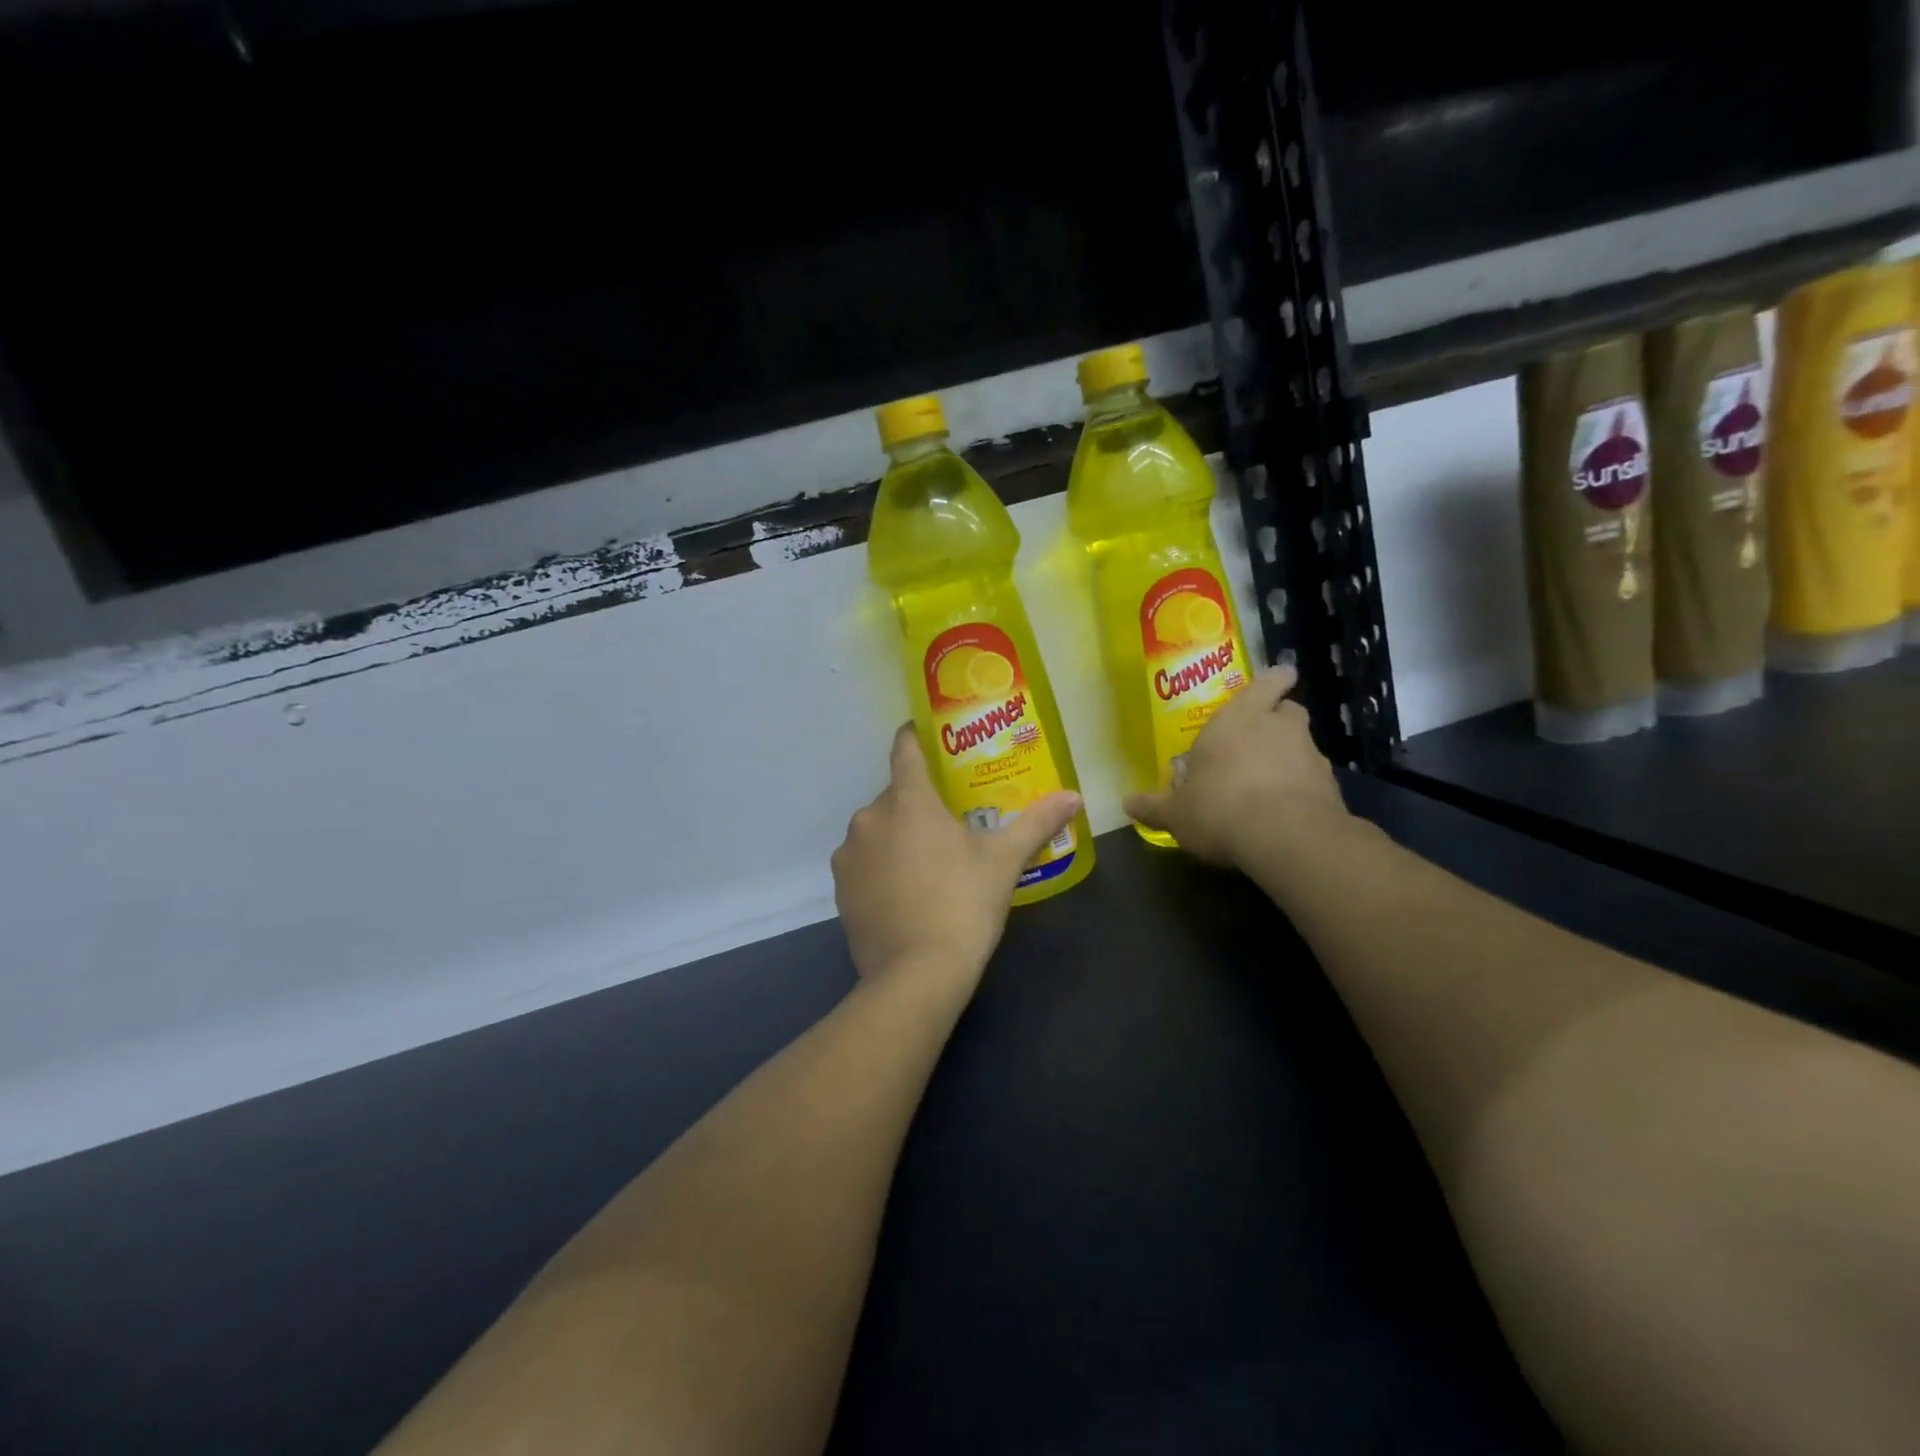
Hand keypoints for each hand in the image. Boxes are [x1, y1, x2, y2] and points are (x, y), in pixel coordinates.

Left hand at [832, 725, 1080, 992]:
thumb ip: (1037, 822)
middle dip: (921, 803)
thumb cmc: (963, 904)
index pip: (905, 748)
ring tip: (931, 863)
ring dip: (899, 836)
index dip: (917, 736)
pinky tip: (907, 893)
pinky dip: (882, 867)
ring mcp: (849, 854)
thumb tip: (1074, 796)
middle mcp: (869, 817)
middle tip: (952, 821)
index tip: (932, 737)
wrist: (916, 976)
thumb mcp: (1004, 861)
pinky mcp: (840, 889)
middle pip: (895, 794)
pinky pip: (864, 862)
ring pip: (878, 830)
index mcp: (907, 800)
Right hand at [1124, 665, 1349, 868]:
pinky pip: (1312, 780)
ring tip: (1265, 784)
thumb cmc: (1219, 806)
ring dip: (1288, 758)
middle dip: (1277, 721)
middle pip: (1288, 711)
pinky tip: (1283, 811)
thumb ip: (1154, 806)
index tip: (1281, 679)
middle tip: (1259, 739)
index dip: (1274, 680)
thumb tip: (1127, 804)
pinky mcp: (1330, 787)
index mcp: (1238, 718)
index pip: (1266, 683)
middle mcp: (1278, 727)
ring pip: (1302, 746)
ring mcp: (1310, 755)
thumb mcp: (1175, 812)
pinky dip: (1300, 789)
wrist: (1287, 838)